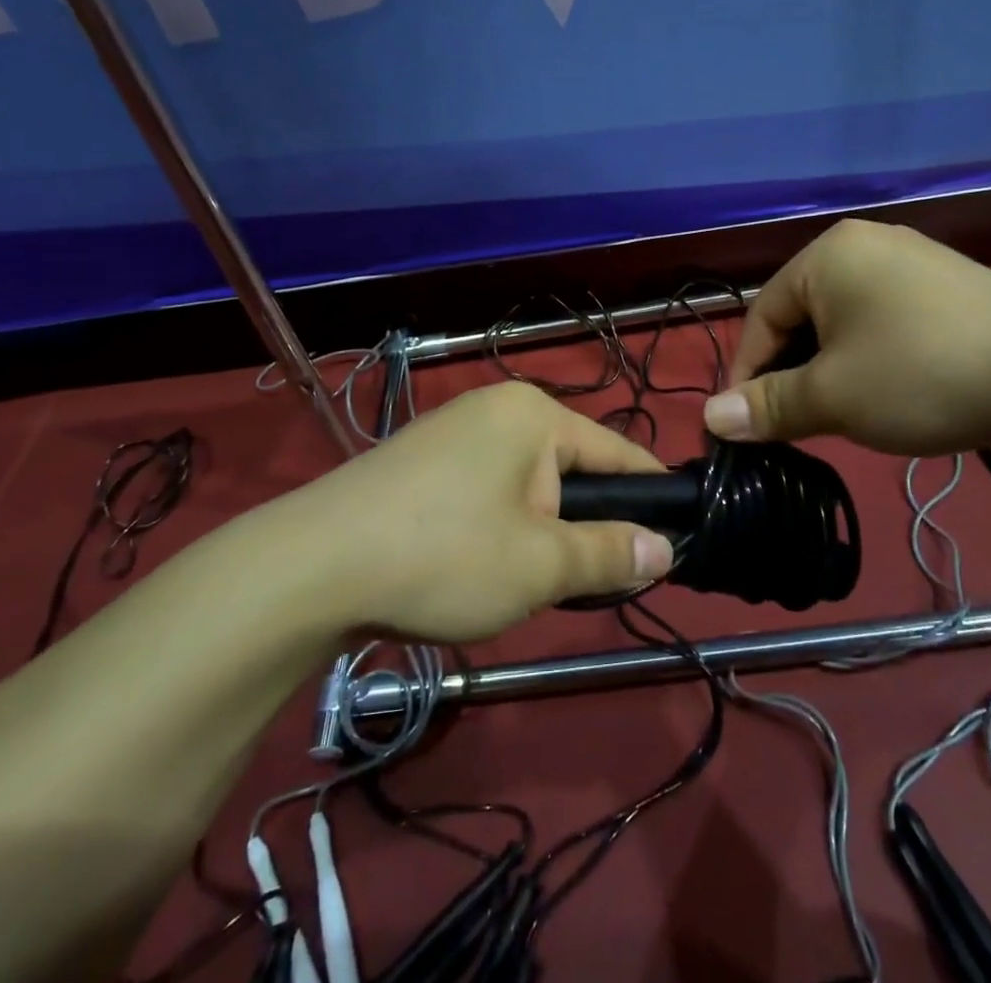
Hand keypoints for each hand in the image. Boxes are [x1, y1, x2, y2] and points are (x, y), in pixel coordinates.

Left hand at [281, 383, 673, 642]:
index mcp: (533, 414)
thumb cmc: (444, 555)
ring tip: (535, 581)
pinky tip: (482, 565)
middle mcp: (495, 408)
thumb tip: (664, 548)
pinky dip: (500, 525)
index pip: (617, 450)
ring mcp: (452, 430)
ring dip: (541, 530)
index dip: (651, 494)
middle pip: (568, 467)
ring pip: (525, 482)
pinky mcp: (420, 460)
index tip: (678, 535)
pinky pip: (485, 488)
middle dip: (585, 522)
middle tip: (592, 579)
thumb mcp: (540, 564)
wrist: (312, 566)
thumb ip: (610, 554)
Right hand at [702, 219, 990, 455]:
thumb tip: (712, 419)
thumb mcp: (833, 396)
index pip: (761, 317)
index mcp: (825, 255)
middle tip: (793, 423)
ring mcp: (910, 260)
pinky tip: (886, 389)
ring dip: (828, 368)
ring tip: (838, 412)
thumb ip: (768, 406)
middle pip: (801, 316)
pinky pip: (883, 319)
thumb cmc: (920, 375)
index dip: (747, 375)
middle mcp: (863, 244)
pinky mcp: (945, 284)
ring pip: (842, 321)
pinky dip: (868, 356)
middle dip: (791, 372)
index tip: (744, 426)